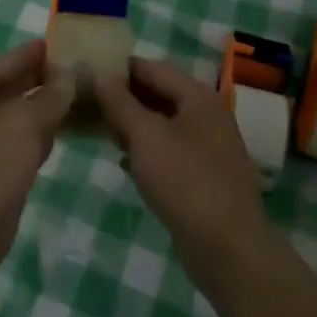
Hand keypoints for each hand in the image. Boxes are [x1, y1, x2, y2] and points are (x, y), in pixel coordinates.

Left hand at [0, 40, 75, 293]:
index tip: (75, 41)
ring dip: (54, 107)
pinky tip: (74, 131)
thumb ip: (48, 97)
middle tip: (93, 69)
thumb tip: (68, 73)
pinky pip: (31, 144)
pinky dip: (50, 135)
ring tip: (93, 95)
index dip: (41, 50)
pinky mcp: (3, 174)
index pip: (13, 60)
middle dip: (52, 77)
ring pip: (28, 116)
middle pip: (20, 86)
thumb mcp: (20, 124)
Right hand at [94, 58, 277, 301]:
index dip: (120, 67)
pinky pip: (170, 151)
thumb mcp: (145, 136)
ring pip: (163, 124)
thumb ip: (120, 103)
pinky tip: (124, 161)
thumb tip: (100, 74)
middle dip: (124, 97)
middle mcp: (207, 116)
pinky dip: (146, 150)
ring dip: (133, 124)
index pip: (153, 67)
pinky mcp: (204, 176)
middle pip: (160, 94)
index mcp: (198, 97)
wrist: (228, 249)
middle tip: (88, 101)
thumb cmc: (185, 182)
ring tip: (100, 129)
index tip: (88, 71)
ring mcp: (209, 148)